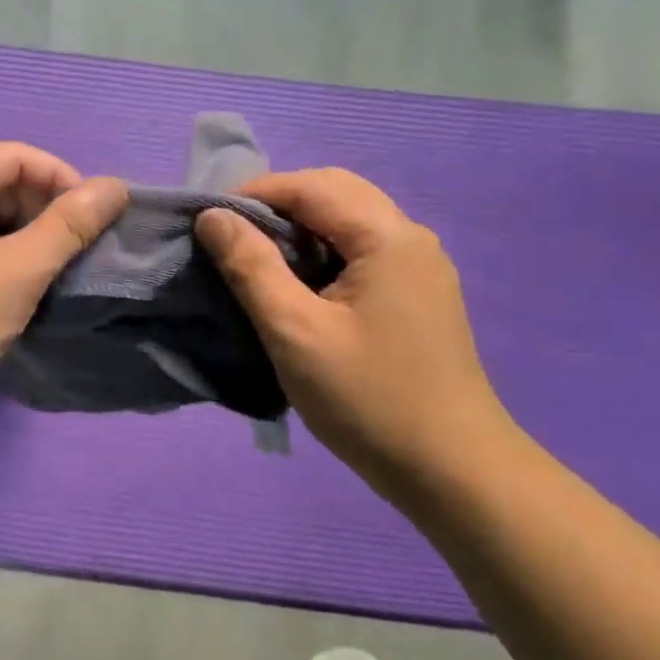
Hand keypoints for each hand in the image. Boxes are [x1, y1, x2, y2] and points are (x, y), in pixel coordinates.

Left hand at [0, 142, 128, 426]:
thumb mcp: (18, 271)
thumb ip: (69, 225)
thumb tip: (116, 186)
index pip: (14, 157)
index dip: (61, 177)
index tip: (95, 216)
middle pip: (1, 184)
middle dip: (46, 208)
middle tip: (81, 247)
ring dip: (30, 236)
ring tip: (61, 267)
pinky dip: (8, 257)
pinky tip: (30, 285)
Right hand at [196, 168, 515, 489]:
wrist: (452, 472)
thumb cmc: (368, 399)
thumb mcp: (295, 332)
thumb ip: (251, 267)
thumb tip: (213, 216)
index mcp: (388, 238)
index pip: (311, 187)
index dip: (253, 194)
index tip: (207, 220)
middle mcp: (410, 239)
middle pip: (335, 193)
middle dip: (277, 204)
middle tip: (230, 237)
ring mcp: (419, 267)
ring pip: (349, 220)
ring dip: (299, 227)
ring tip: (255, 258)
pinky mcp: (417, 294)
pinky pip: (361, 249)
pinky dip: (321, 250)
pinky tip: (297, 283)